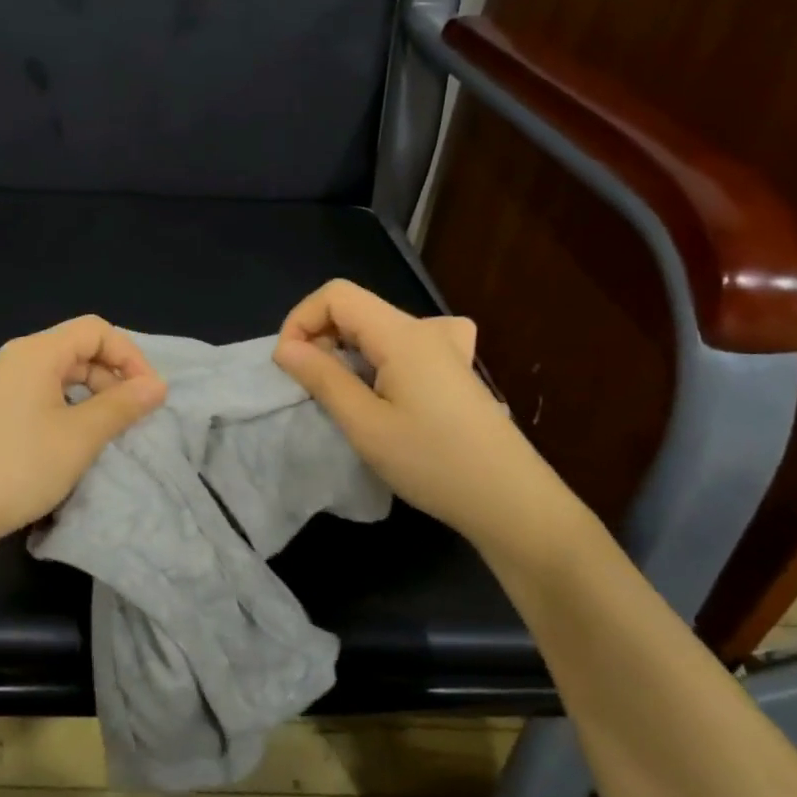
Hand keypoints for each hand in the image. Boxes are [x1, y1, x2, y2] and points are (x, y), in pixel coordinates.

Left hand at [0, 315, 167, 553]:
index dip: (129, 356)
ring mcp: (1, 383)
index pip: (96, 330)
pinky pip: (41, 392)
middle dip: (112, 376)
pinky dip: (68, 406)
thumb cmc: (19, 466)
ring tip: (108, 430)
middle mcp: (17, 357)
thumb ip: (122, 406)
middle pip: (78, 348)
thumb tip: (157, 385)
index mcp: (37, 352)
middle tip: (132, 416)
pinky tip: (74, 438)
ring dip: (92, 394)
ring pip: (60, 373)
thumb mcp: (81, 436)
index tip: (149, 394)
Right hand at [272, 280, 577, 553]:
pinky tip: (389, 384)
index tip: (290, 365)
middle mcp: (425, 329)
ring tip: (343, 392)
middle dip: (320, 337)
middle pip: (357, 308)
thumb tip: (285, 348)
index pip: (336, 295)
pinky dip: (380, 355)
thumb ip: (323, 378)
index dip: (302, 320)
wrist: (511, 501)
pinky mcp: (455, 370)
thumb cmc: (433, 462)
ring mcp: (446, 348)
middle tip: (310, 385)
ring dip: (348, 350)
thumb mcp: (365, 424)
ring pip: (379, 327)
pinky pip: (406, 343)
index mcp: (402, 334)